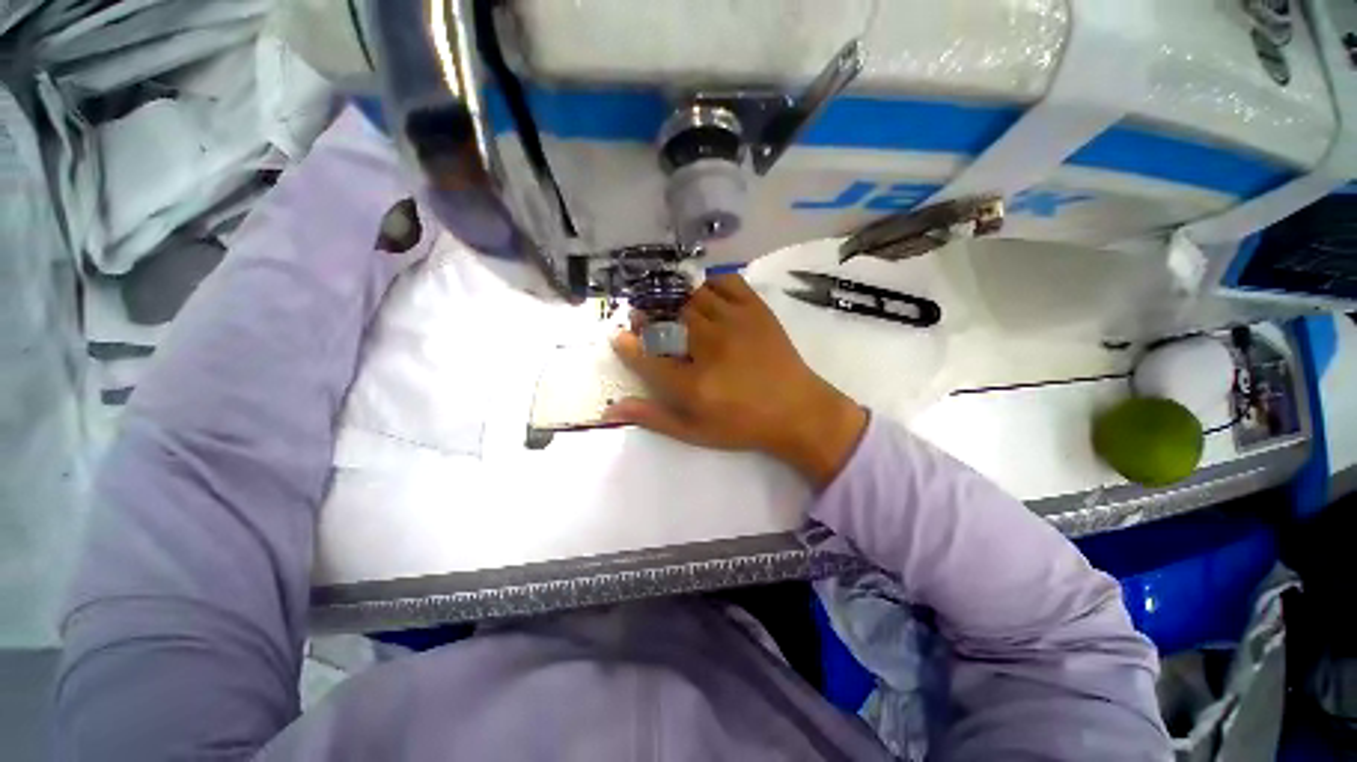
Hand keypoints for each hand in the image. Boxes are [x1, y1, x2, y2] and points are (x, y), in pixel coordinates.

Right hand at [606, 274, 866, 488]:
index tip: (619, 336)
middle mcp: (710, 346)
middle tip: (644, 318)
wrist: (798, 411)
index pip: (647, 356)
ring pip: (692, 296)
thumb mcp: (695, 431)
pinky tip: (705, 296)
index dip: (628, 344)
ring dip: (674, 299)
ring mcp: (735, 323)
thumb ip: (653, 417)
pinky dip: (710, 284)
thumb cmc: (743, 425)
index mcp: (693, 383)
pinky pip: (726, 282)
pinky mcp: (756, 310)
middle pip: (667, 318)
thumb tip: (610, 410)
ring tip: (670, 306)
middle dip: (648, 314)